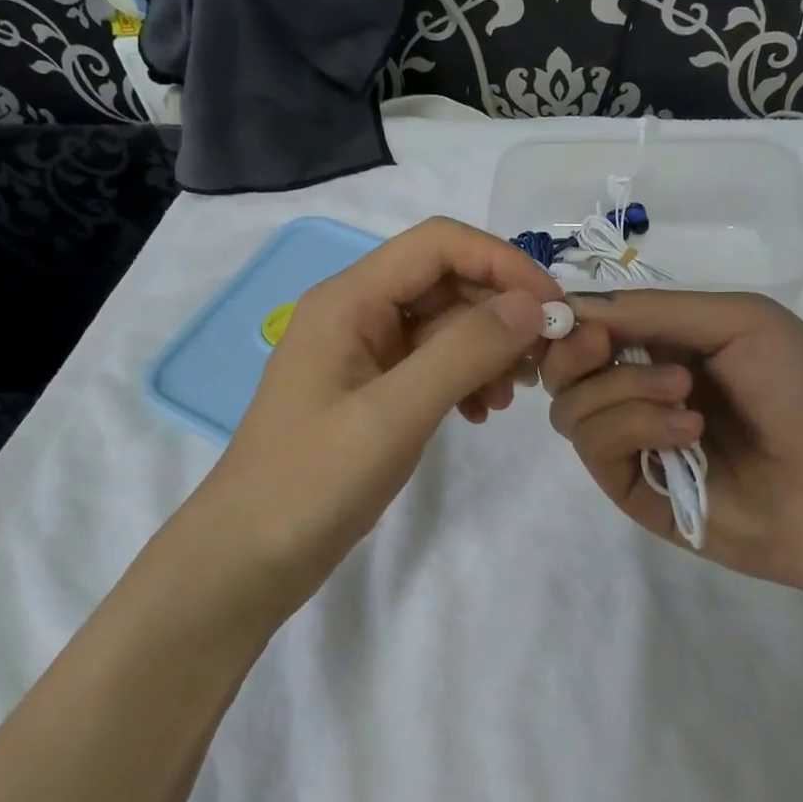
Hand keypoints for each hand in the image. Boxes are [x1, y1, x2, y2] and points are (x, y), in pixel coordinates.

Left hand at [185, 217, 562, 602]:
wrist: (249, 558)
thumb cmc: (312, 482)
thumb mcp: (392, 415)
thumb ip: (462, 352)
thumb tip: (531, 306)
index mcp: (349, 299)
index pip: (439, 244)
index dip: (502, 263)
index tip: (552, 309)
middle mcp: (356, 312)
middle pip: (444, 280)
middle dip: (499, 311)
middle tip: (541, 362)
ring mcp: (363, 352)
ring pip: (443, 323)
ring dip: (486, 348)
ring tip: (508, 397)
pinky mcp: (371, 389)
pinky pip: (431, 362)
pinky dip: (464, 377)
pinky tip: (479, 413)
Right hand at [540, 290, 802, 599]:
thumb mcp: (738, 320)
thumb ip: (650, 309)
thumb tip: (568, 306)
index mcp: (663, 346)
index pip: (589, 327)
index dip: (571, 317)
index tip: (573, 315)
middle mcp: (638, 390)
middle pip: (564, 369)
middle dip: (576, 351)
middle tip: (606, 346)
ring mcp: (634, 442)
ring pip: (571, 408)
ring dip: (619, 389)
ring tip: (685, 397)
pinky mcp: (633, 489)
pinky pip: (594, 448)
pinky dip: (631, 427)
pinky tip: (687, 432)